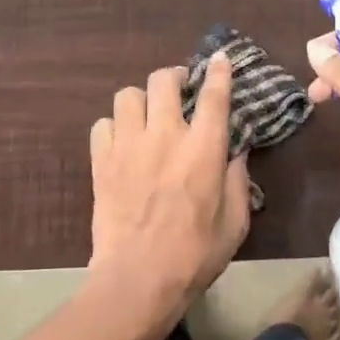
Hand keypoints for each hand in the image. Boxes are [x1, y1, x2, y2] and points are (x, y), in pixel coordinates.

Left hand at [85, 52, 250, 339]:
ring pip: (128, 95)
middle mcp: (164, 136)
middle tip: (180, 89)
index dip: (218, 72)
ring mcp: (128, 146)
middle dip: (174, 77)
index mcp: (203, 149)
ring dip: (141, 101)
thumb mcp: (235, 222)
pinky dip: (112, 127)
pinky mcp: (101, 162)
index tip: (219, 59)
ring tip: (147, 116)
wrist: (137, 280)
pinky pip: (101, 124)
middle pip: (163, 80)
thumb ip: (238, 180)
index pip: (213, 96)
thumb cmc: (195, 255)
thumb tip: (236, 151)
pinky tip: (121, 142)